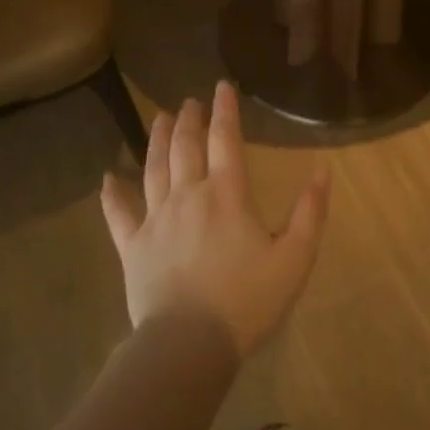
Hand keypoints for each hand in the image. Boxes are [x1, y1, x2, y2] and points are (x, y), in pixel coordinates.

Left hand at [100, 81, 330, 357]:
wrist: (190, 342)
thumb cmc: (248, 299)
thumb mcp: (295, 258)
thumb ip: (310, 212)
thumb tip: (322, 171)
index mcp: (227, 195)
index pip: (225, 140)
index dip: (225, 111)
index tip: (222, 87)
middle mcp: (188, 196)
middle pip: (185, 147)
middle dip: (188, 120)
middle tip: (189, 101)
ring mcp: (156, 220)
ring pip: (153, 169)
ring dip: (156, 140)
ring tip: (159, 118)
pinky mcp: (132, 246)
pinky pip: (119, 214)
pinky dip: (112, 194)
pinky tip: (107, 177)